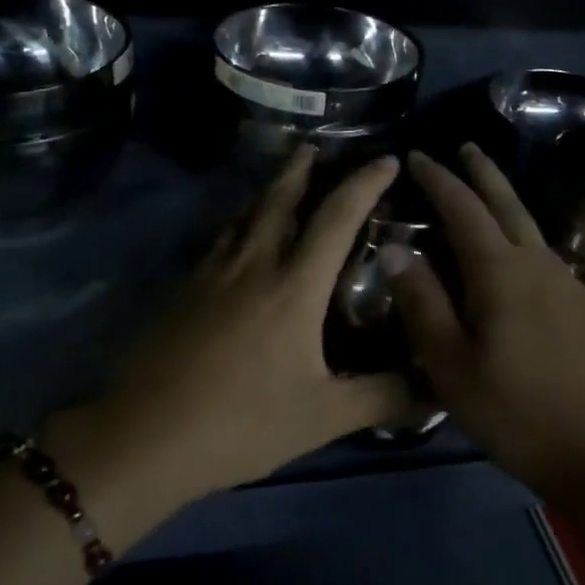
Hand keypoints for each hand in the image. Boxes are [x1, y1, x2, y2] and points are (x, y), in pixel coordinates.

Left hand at [46, 147, 410, 522]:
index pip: (337, 218)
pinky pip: (219, 239)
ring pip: (244, 215)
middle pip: (279, 199)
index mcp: (294, 286)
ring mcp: (211, 274)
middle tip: (315, 147)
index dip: (365, 184)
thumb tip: (440, 388)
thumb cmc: (241, 423)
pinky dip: (238, 222)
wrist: (144, 437)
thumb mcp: (324, 416)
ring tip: (280, 178)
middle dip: (301, 168)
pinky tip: (236, 238)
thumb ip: (385, 397)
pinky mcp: (182, 290)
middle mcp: (253, 265)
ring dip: (267, 190)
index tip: (387, 160)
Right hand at [385, 146, 584, 552]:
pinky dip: (521, 236)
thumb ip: (423, 304)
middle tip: (464, 147)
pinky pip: (544, 254)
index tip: (415, 155)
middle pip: (507, 203)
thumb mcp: (454, 366)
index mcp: (502, 272)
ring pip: (530, 227)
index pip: (463, 209)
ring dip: (504, 201)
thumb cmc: (521, 415)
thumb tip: (394, 247)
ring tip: (484, 192)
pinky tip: (515, 255)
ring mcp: (570, 285)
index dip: (438, 179)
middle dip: (482, 172)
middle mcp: (539, 264)